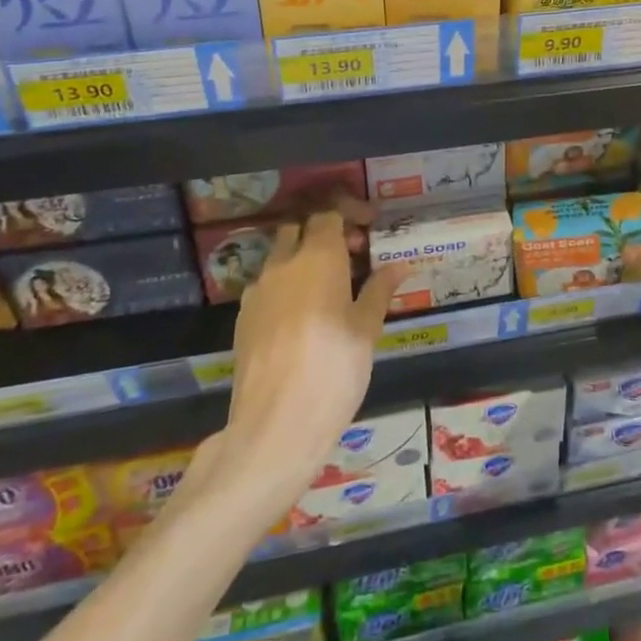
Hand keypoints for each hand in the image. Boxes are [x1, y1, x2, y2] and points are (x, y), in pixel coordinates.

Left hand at [218, 198, 403, 524]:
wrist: (275, 426)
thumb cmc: (334, 370)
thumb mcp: (367, 329)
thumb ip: (379, 290)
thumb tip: (398, 265)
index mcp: (318, 257)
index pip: (329, 214)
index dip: (350, 216)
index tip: (370, 230)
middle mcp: (283, 264)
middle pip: (299, 229)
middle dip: (323, 234)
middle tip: (351, 257)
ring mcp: (257, 291)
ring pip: (279, 258)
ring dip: (302, 260)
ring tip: (328, 290)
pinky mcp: (242, 318)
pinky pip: (267, 287)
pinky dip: (286, 288)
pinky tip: (303, 319)